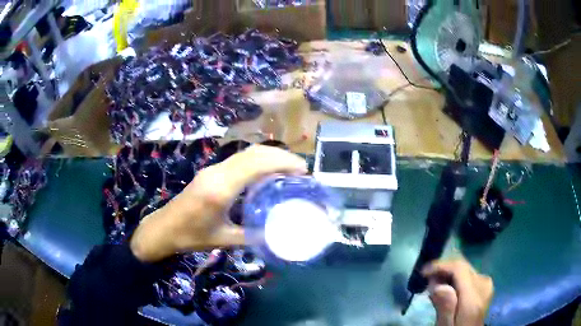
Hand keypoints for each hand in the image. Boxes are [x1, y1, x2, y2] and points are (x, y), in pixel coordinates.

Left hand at [130, 145, 306, 262]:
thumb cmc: (191, 236)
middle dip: (280, 156)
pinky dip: (258, 161)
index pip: (256, 164)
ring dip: (270, 156)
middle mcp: (217, 172)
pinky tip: (266, 174)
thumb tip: (277, 233)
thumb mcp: (224, 240)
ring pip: (246, 153)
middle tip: (301, 170)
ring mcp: (213, 169)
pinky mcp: (211, 171)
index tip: (303, 170)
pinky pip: (239, 160)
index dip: (282, 162)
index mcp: (220, 189)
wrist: (164, 228)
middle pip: (253, 153)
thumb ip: (253, 235)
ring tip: (289, 169)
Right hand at [422, 258, 493, 325]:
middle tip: (427, 280)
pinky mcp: (484, 284)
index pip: (459, 268)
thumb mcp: (445, 325)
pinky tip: (446, 287)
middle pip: (462, 266)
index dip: (441, 266)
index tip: (423, 272)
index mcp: (473, 297)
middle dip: (443, 270)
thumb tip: (437, 285)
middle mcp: (483, 284)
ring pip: (464, 269)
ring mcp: (486, 283)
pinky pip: (468, 274)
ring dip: (448, 274)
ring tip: (434, 286)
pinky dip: (455, 278)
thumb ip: (444, 307)